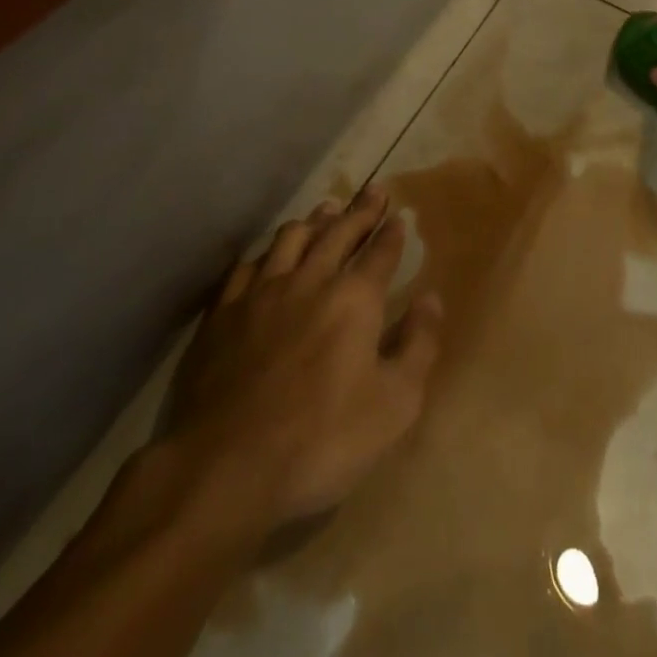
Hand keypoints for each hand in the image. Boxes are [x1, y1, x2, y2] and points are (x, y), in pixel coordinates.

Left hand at [159, 186, 443, 530]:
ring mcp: (262, 292)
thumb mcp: (395, 406)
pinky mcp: (224, 312)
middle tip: (374, 190)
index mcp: (355, 299)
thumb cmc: (321, 440)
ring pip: (292, 238)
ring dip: (315, 220)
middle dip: (361, 210)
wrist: (225, 465)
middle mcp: (311, 280)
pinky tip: (270, 255)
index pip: (380, 253)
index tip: (399, 215)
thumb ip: (419, 345)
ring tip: (327, 209)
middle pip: (339, 232)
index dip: (392, 232)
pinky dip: (268, 253)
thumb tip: (432, 299)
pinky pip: (249, 265)